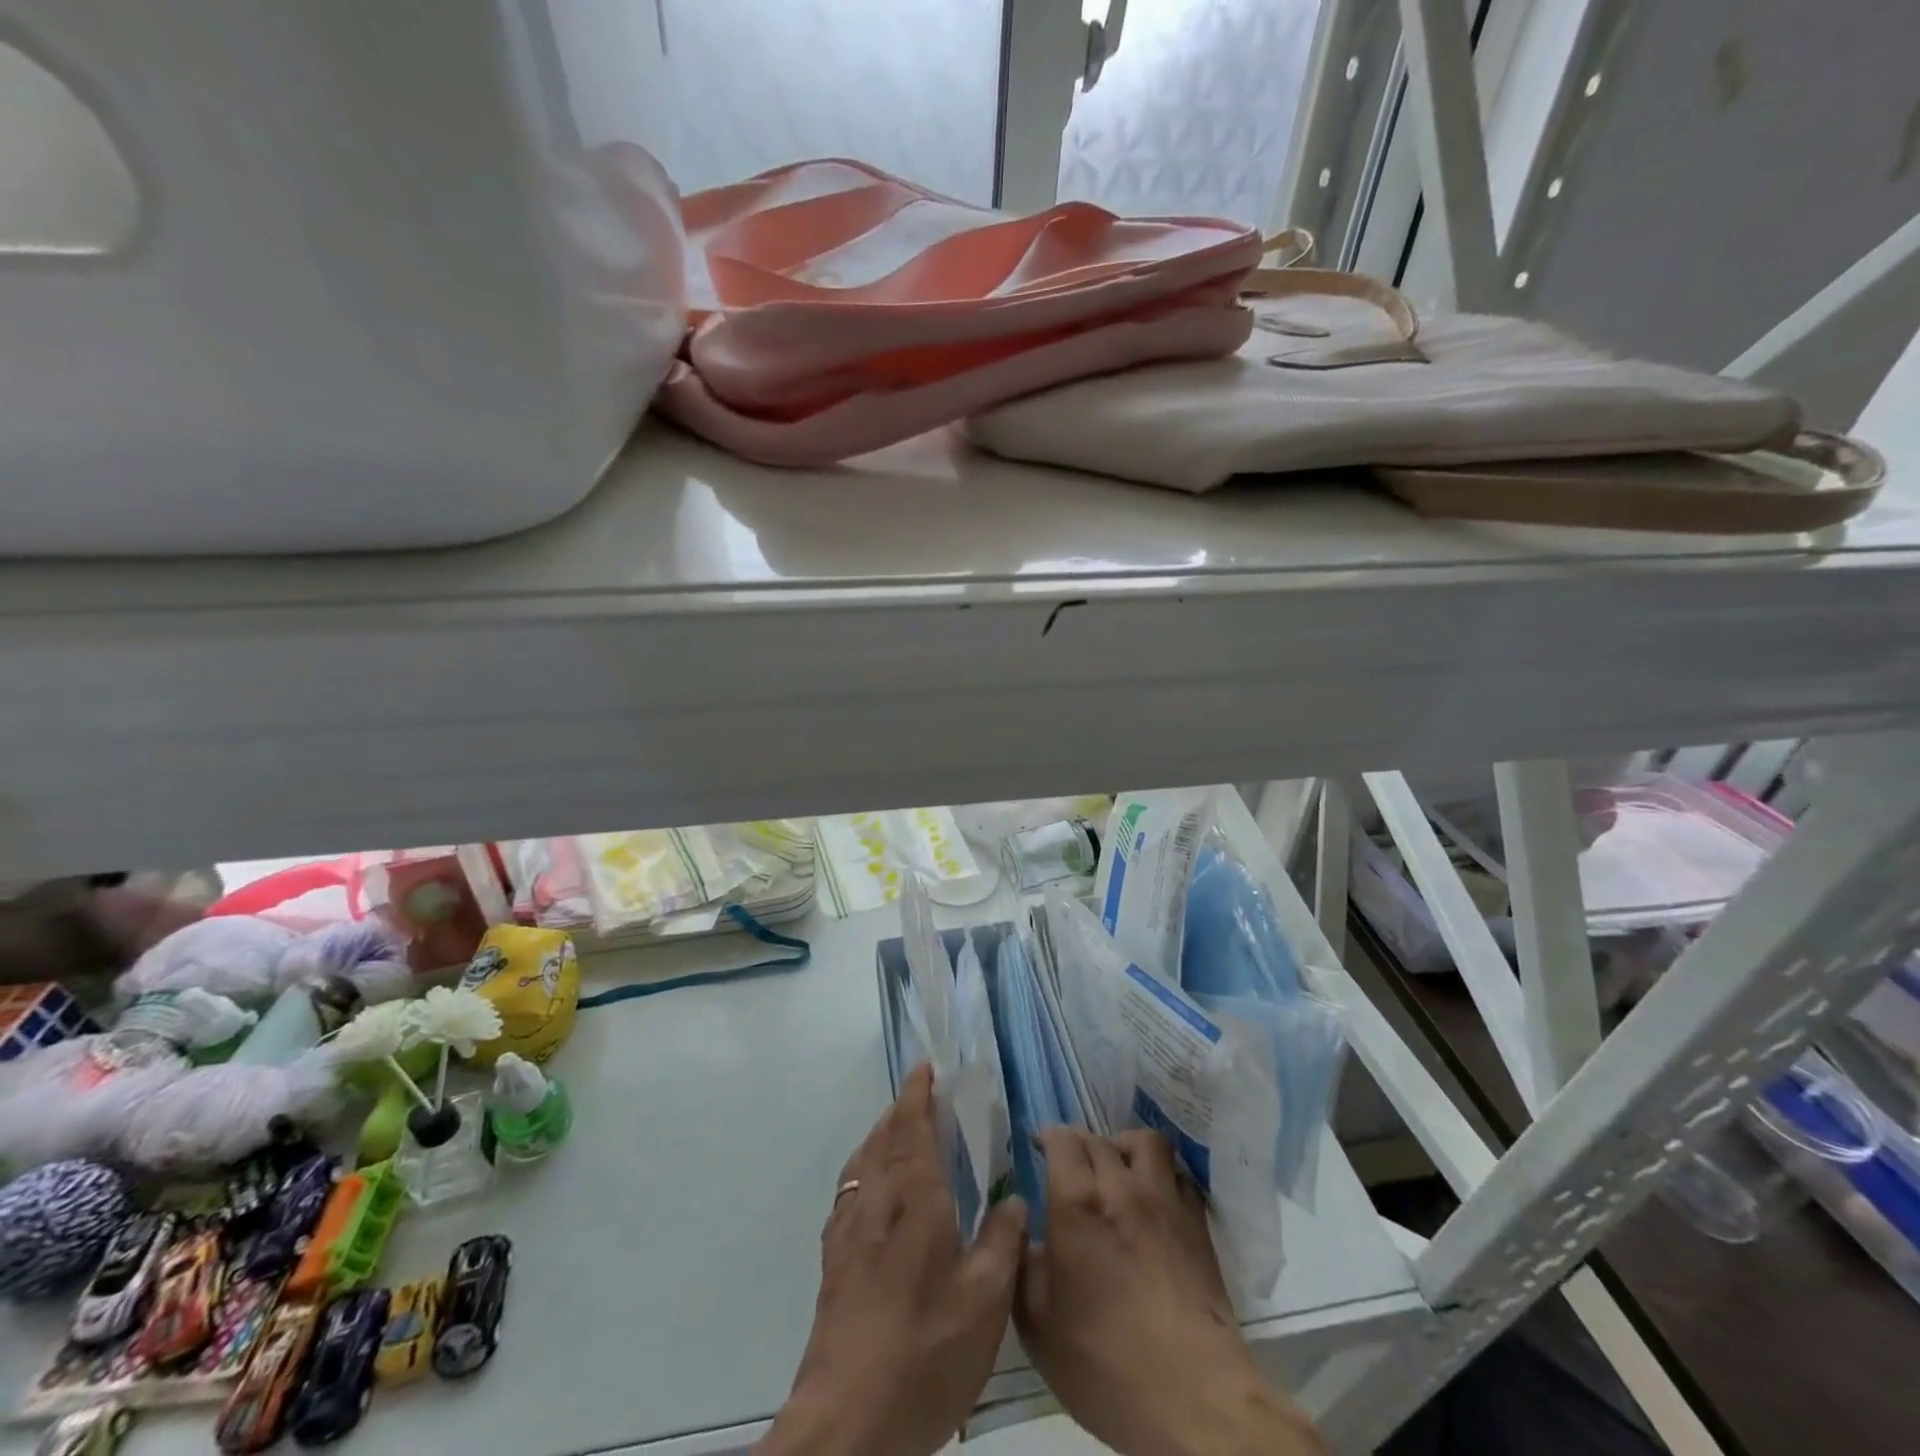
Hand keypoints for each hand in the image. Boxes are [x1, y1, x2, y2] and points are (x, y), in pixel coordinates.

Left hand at [758, 1064, 1026, 1455]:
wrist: (848, 1421)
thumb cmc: (925, 1349)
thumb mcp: (985, 1301)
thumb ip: (1001, 1241)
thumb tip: (1012, 1198)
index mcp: (913, 1197)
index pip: (911, 1126)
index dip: (918, 1093)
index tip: (925, 1067)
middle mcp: (875, 1200)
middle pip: (883, 1137)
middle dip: (901, 1110)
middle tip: (922, 1097)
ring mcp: (848, 1230)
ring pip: (862, 1162)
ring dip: (880, 1136)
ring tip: (900, 1135)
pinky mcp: (833, 1262)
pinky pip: (849, 1192)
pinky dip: (864, 1171)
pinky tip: (876, 1196)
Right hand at [1017, 1127, 1323, 1455]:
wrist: (1194, 1399)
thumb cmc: (1105, 1364)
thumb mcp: (1038, 1325)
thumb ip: (1023, 1266)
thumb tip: (1023, 1233)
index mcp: (1078, 1202)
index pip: (1061, 1140)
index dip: (1046, 1139)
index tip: (1037, 1150)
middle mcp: (1122, 1186)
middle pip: (1097, 1138)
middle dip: (1078, 1145)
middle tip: (1069, 1169)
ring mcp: (1165, 1201)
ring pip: (1145, 1142)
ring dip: (1124, 1147)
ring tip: (1115, 1171)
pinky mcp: (1198, 1224)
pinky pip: (1177, 1175)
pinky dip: (1161, 1175)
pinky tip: (1153, 1201)